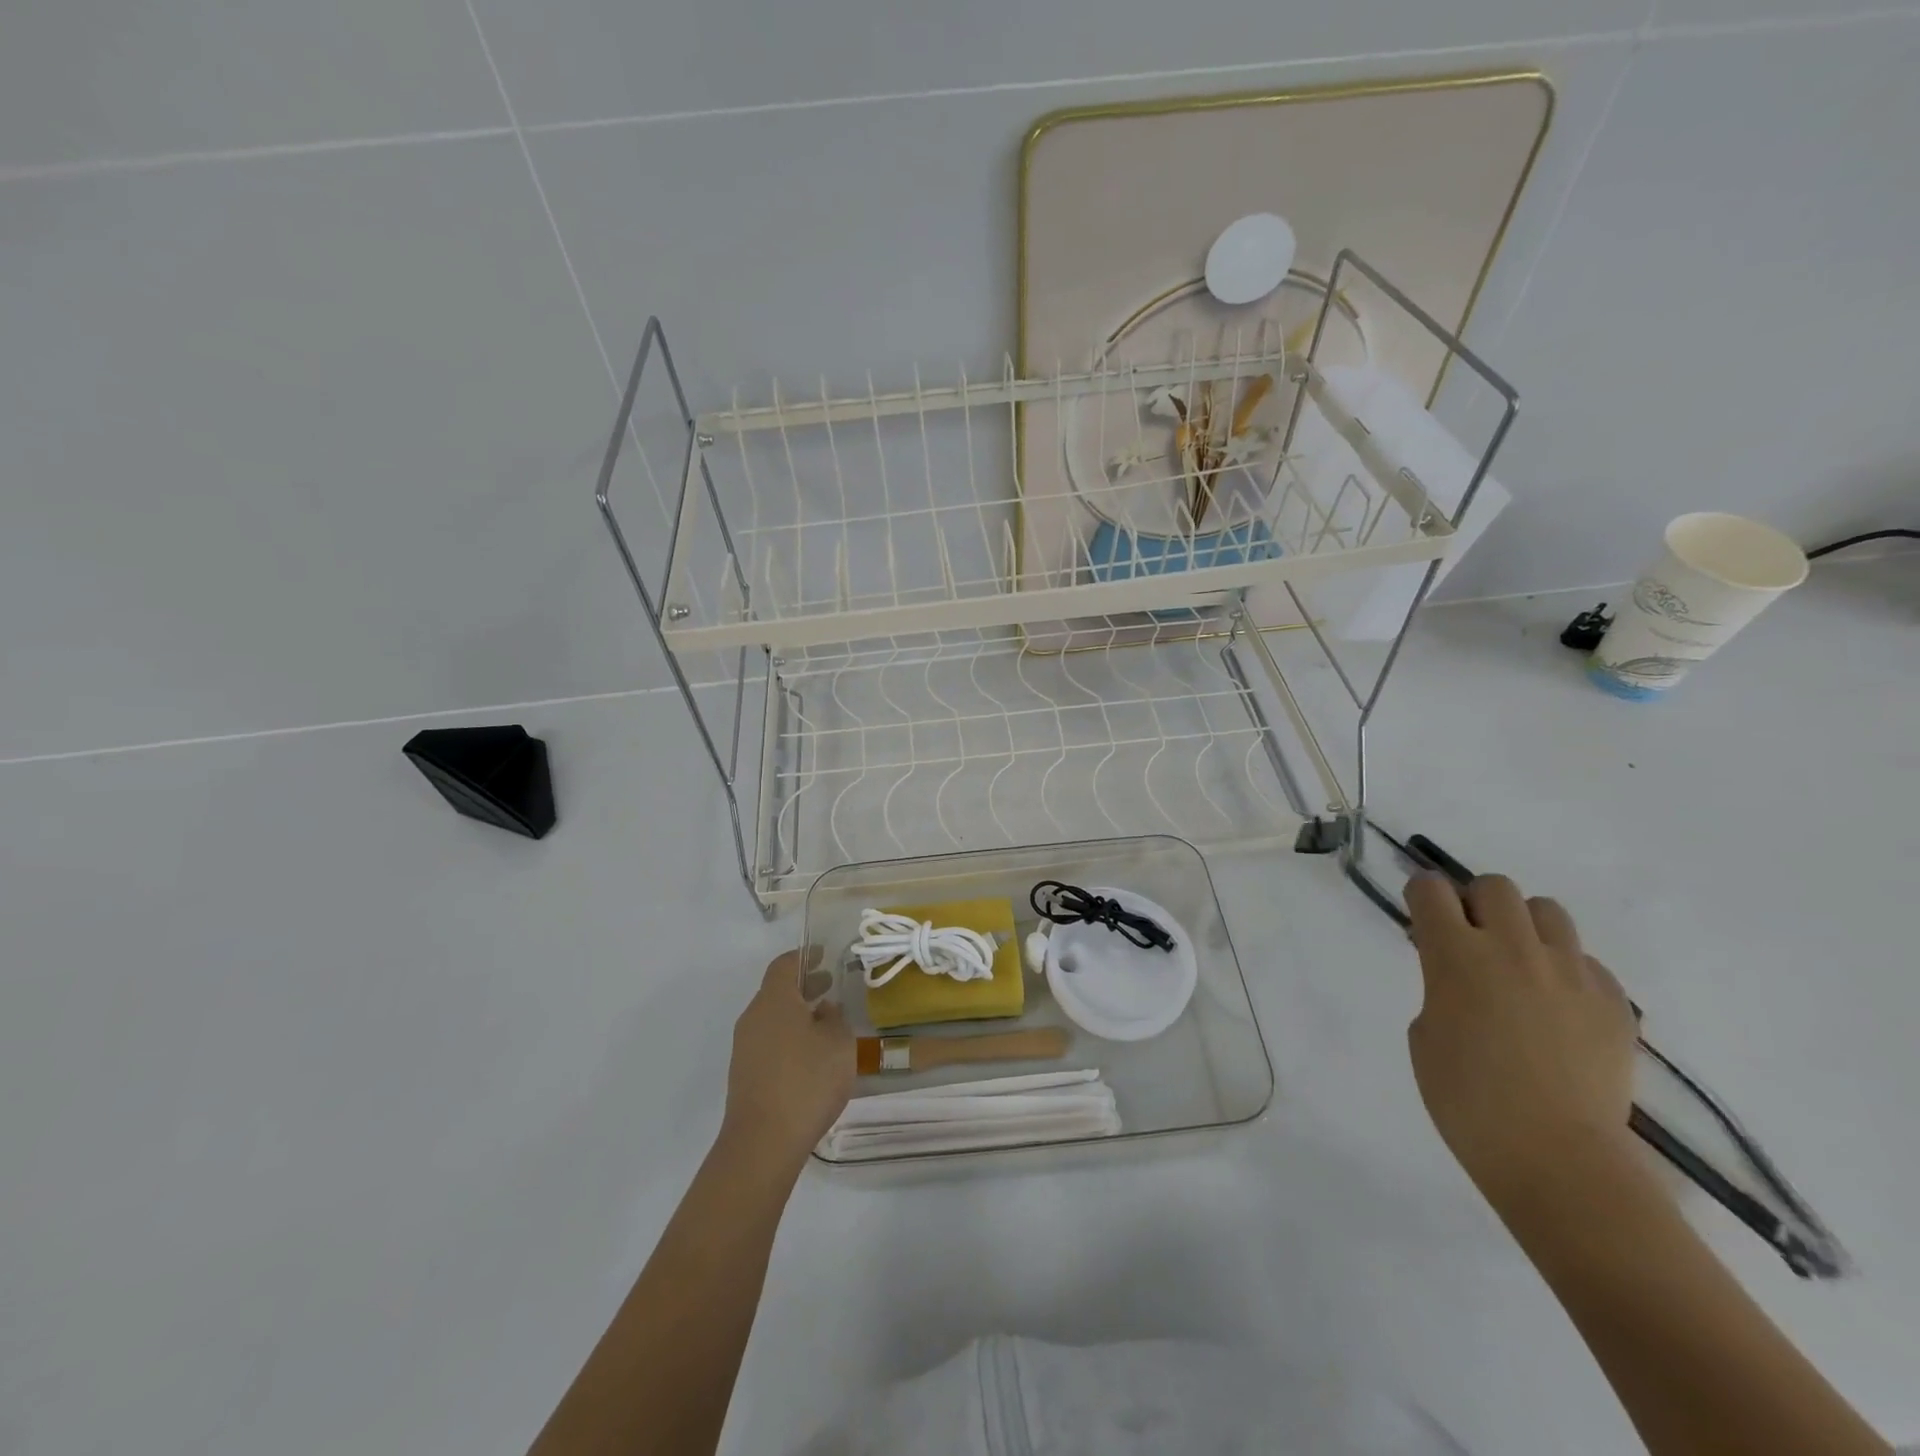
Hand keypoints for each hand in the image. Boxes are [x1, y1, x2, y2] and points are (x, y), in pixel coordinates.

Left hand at [720, 950, 854, 1171]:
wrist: (762, 1143)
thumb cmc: (806, 1081)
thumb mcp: (838, 1043)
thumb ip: (835, 1018)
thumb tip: (824, 1009)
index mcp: (774, 1000)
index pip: (784, 965)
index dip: (804, 956)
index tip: (823, 954)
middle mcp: (753, 1017)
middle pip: (776, 991)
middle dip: (804, 986)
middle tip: (831, 985)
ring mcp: (744, 1048)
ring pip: (772, 1018)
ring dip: (797, 1014)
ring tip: (826, 1023)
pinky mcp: (744, 1075)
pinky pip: (768, 1042)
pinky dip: (789, 1036)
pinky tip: (810, 1056)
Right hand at [1405, 874, 1639, 1216]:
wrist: (1556, 1158)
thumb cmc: (1466, 1099)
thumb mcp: (1426, 1031)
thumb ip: (1440, 987)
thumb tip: (1464, 977)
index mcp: (1456, 955)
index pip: (1431, 889)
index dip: (1423, 895)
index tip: (1423, 915)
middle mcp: (1513, 949)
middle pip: (1495, 886)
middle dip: (1476, 903)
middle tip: (1471, 940)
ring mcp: (1571, 973)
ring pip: (1548, 911)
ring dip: (1525, 927)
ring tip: (1520, 965)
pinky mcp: (1614, 1002)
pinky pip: (1586, 961)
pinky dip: (1566, 971)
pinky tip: (1558, 1009)